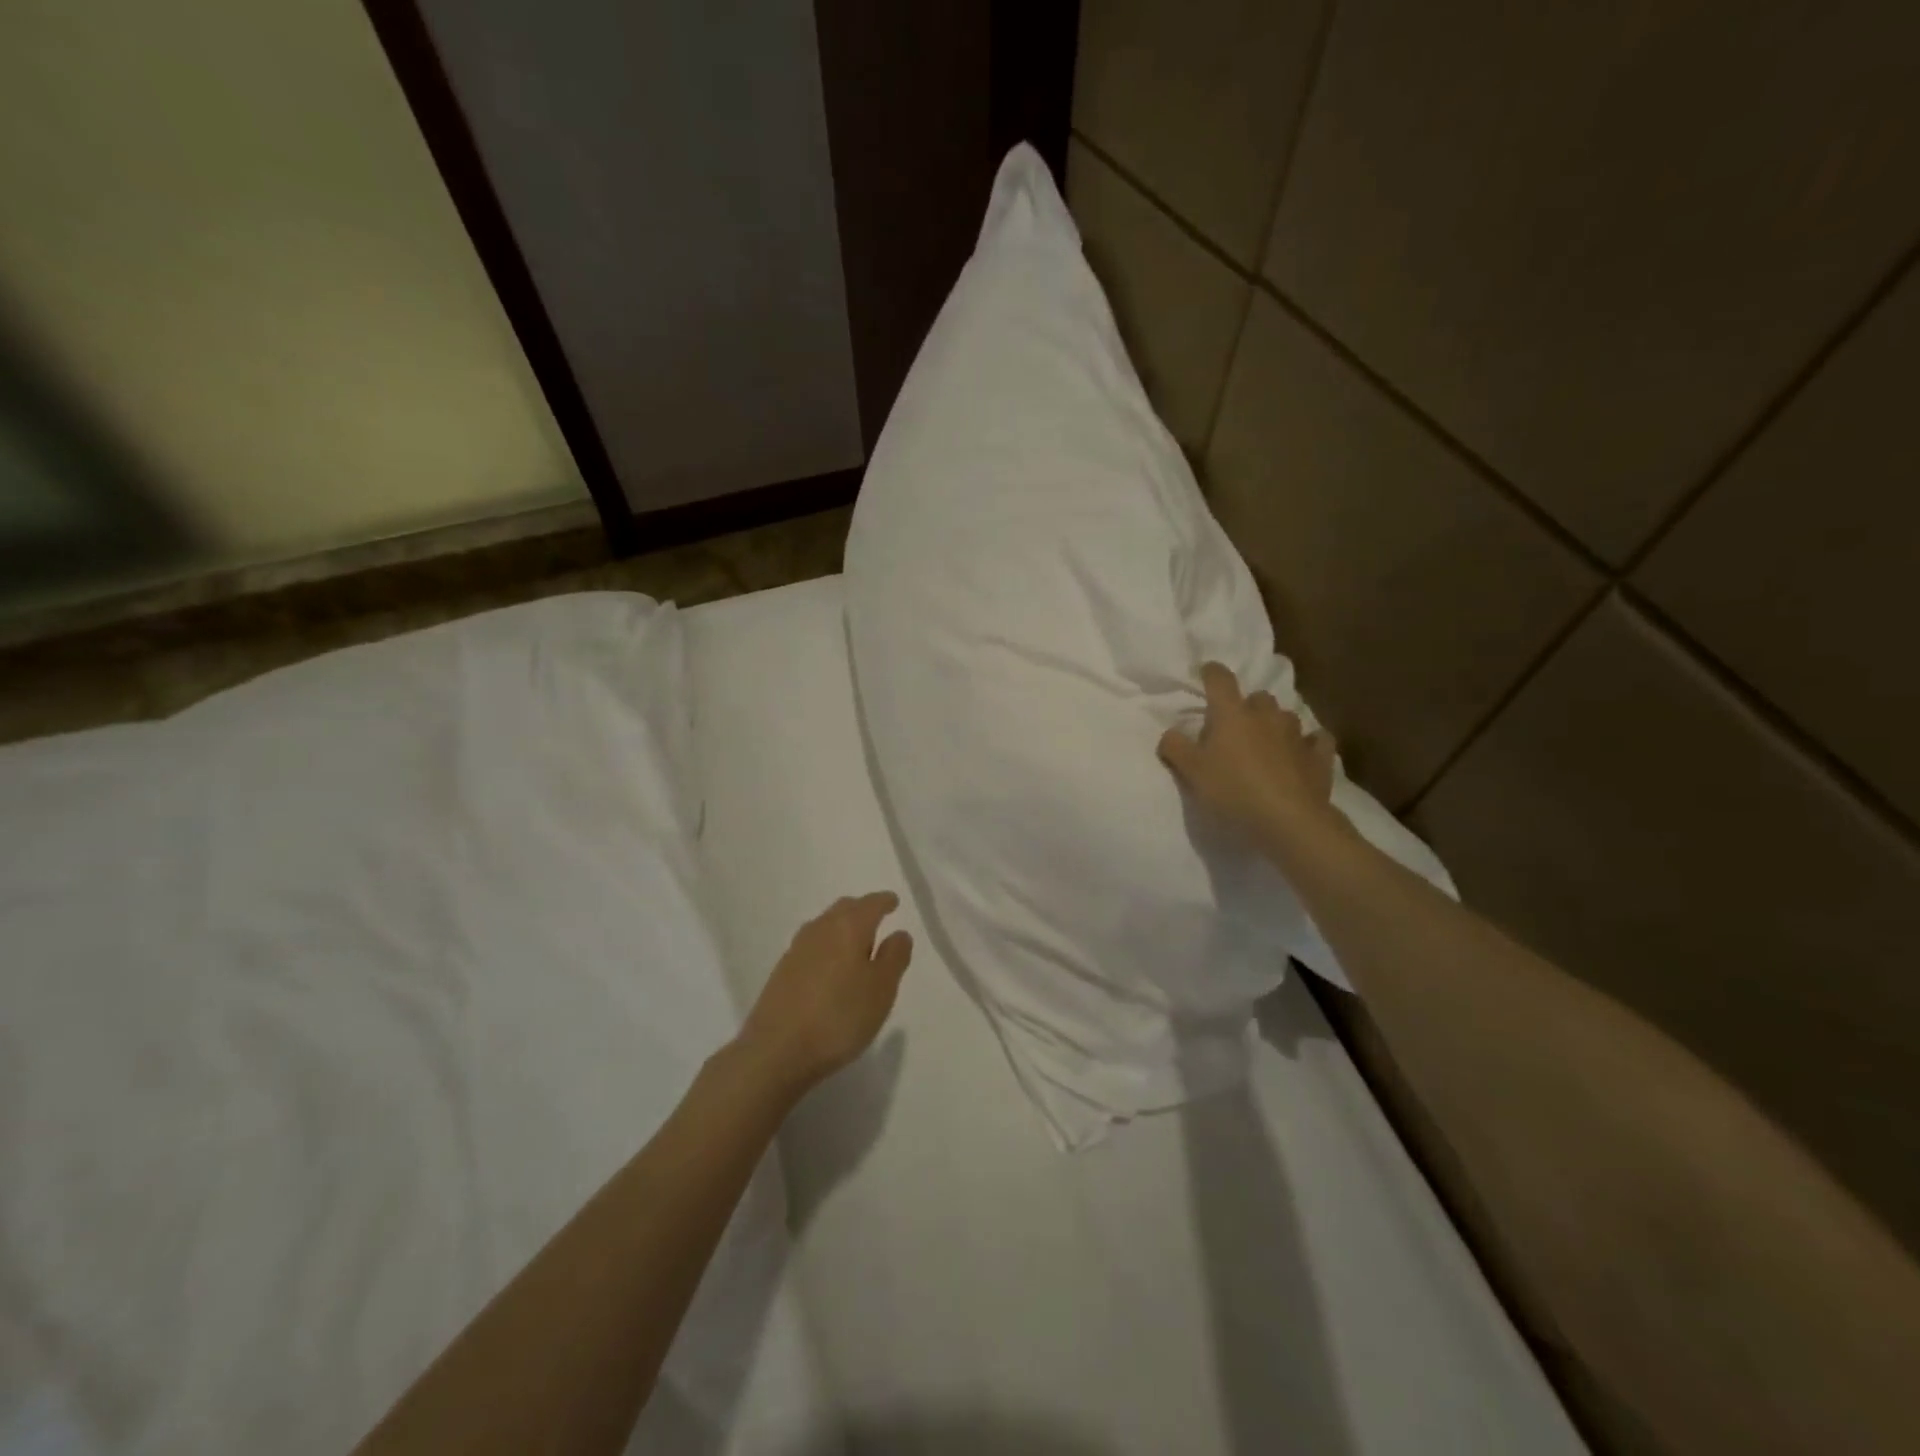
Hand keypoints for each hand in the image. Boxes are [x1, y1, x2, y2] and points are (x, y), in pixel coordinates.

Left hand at [736, 892, 912, 1098]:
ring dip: (842, 927)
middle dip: (862, 910)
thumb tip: (899, 933)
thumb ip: (894, 957)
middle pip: (844, 909)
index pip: (870, 904)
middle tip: (876, 918)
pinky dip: (826, 946)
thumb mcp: (882, 989)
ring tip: (855, 942)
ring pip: (825, 925)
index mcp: (849, 927)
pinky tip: (830, 966)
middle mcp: (821, 929)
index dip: (884, 901)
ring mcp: (797, 949)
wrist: (776, 1050)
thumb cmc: (840, 1017)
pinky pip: (811, 945)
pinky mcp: (782, 971)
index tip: (893, 902)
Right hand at [1158, 661, 1345, 853]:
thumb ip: (1175, 748)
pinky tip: (1303, 753)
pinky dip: (1309, 743)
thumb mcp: (1191, 772)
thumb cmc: (1233, 790)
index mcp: (1232, 714)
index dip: (1211, 673)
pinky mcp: (1319, 756)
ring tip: (1267, 744)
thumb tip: (1170, 733)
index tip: (1206, 674)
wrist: (1288, 820)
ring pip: (1286, 717)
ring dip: (1275, 725)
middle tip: (1236, 728)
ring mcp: (1297, 734)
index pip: (1220, 679)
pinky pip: (1317, 740)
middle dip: (1247, 706)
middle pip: (1257, 697)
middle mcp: (1266, 715)